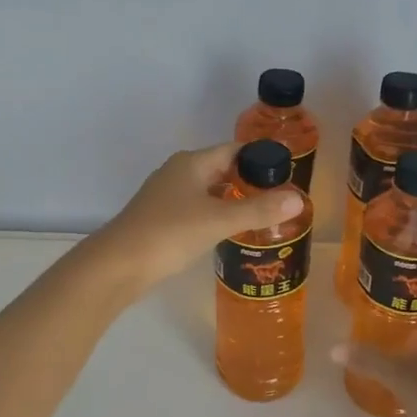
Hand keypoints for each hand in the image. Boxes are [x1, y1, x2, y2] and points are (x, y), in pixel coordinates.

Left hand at [95, 143, 305, 289]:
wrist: (118, 265)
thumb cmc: (169, 233)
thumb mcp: (219, 220)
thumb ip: (259, 209)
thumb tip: (299, 198)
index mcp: (191, 163)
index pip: (234, 150)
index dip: (261, 159)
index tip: (288, 174)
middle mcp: (178, 173)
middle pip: (222, 170)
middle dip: (250, 182)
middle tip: (282, 199)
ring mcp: (167, 197)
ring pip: (209, 192)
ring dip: (233, 201)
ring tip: (264, 217)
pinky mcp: (161, 220)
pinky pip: (197, 210)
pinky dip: (216, 216)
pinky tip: (230, 233)